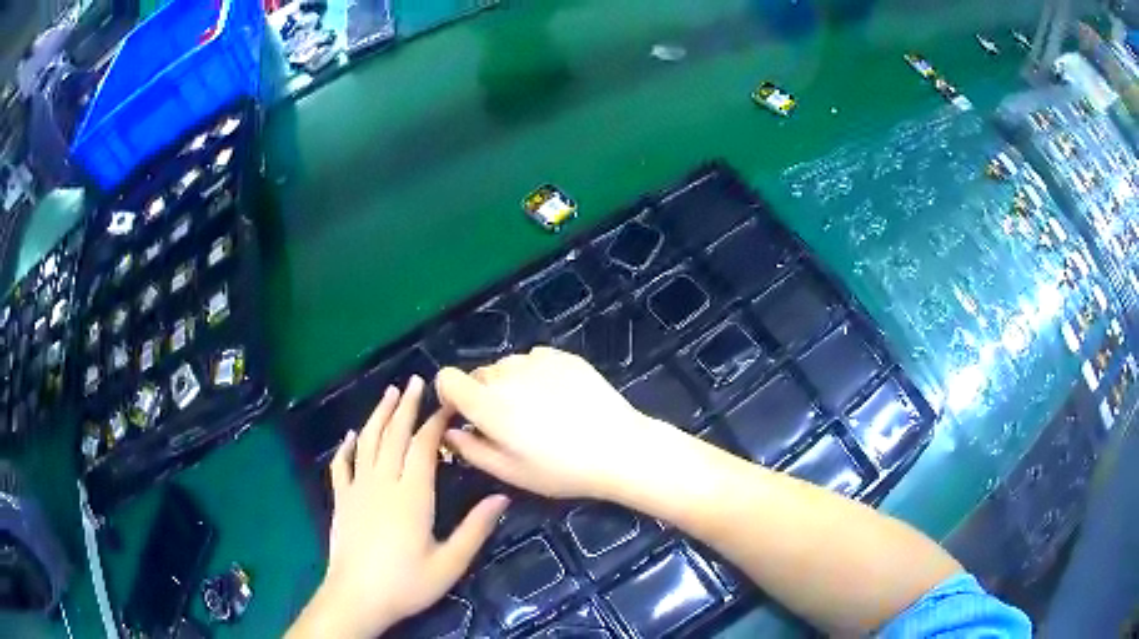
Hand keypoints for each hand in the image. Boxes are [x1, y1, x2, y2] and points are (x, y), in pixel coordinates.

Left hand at [288, 377, 509, 638]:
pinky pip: (341, 466)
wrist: (357, 597)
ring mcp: (357, 489)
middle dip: (406, 406)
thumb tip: (502, 497)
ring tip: (389, 393)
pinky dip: (346, 447)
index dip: (436, 421)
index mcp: (412, 495)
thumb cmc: (407, 583)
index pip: (424, 446)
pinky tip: (350, 436)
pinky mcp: (341, 500)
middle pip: (394, 435)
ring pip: (368, 442)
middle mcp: (383, 482)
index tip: (448, 403)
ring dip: (379, 415)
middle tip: (415, 381)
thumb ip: (475, 528)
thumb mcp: (450, 562)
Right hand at [436, 347, 676, 500]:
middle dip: (482, 395)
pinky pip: (535, 360)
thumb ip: (470, 449)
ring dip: (510, 384)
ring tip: (538, 411)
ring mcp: (537, 360)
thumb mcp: (509, 472)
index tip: (465, 416)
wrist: (618, 448)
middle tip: (509, 424)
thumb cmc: (560, 470)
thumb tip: (449, 431)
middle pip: (478, 374)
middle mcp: (507, 374)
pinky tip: (558, 398)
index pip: (447, 377)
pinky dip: (536, 374)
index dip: (450, 395)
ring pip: (507, 366)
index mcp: (487, 403)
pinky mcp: (563, 356)